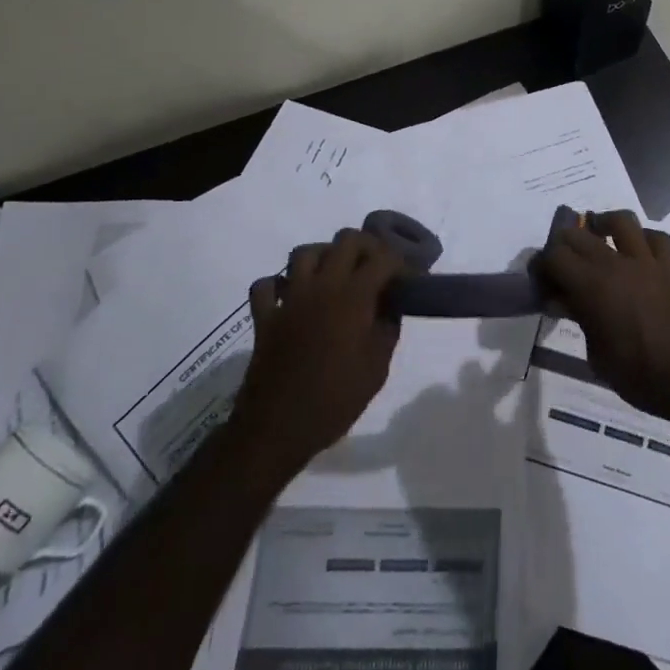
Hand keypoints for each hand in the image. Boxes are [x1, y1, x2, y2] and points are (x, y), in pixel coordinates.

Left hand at [228, 229, 404, 477]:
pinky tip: (290, 298)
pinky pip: (266, 286)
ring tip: (334, 276)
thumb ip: (387, 329)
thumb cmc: (335, 400)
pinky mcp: (264, 317)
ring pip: (304, 253)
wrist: (277, 429)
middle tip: (374, 268)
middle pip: (345, 240)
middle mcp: (321, 286)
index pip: (383, 257)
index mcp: (353, 297)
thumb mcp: (377, 369)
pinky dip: (278, 285)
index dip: (399, 263)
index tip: (406, 279)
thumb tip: (390, 307)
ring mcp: (289, 299)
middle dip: (365, 247)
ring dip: (322, 257)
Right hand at [536, 210, 669, 428]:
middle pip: (580, 234)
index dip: (541, 266)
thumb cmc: (641, 376)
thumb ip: (579, 319)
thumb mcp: (597, 356)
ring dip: (603, 225)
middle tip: (559, 268)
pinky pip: (656, 238)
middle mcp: (617, 264)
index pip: (555, 257)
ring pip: (621, 221)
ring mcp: (647, 262)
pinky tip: (635, 254)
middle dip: (563, 246)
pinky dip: (642, 239)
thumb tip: (561, 300)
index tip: (538, 281)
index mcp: (593, 287)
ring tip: (595, 239)